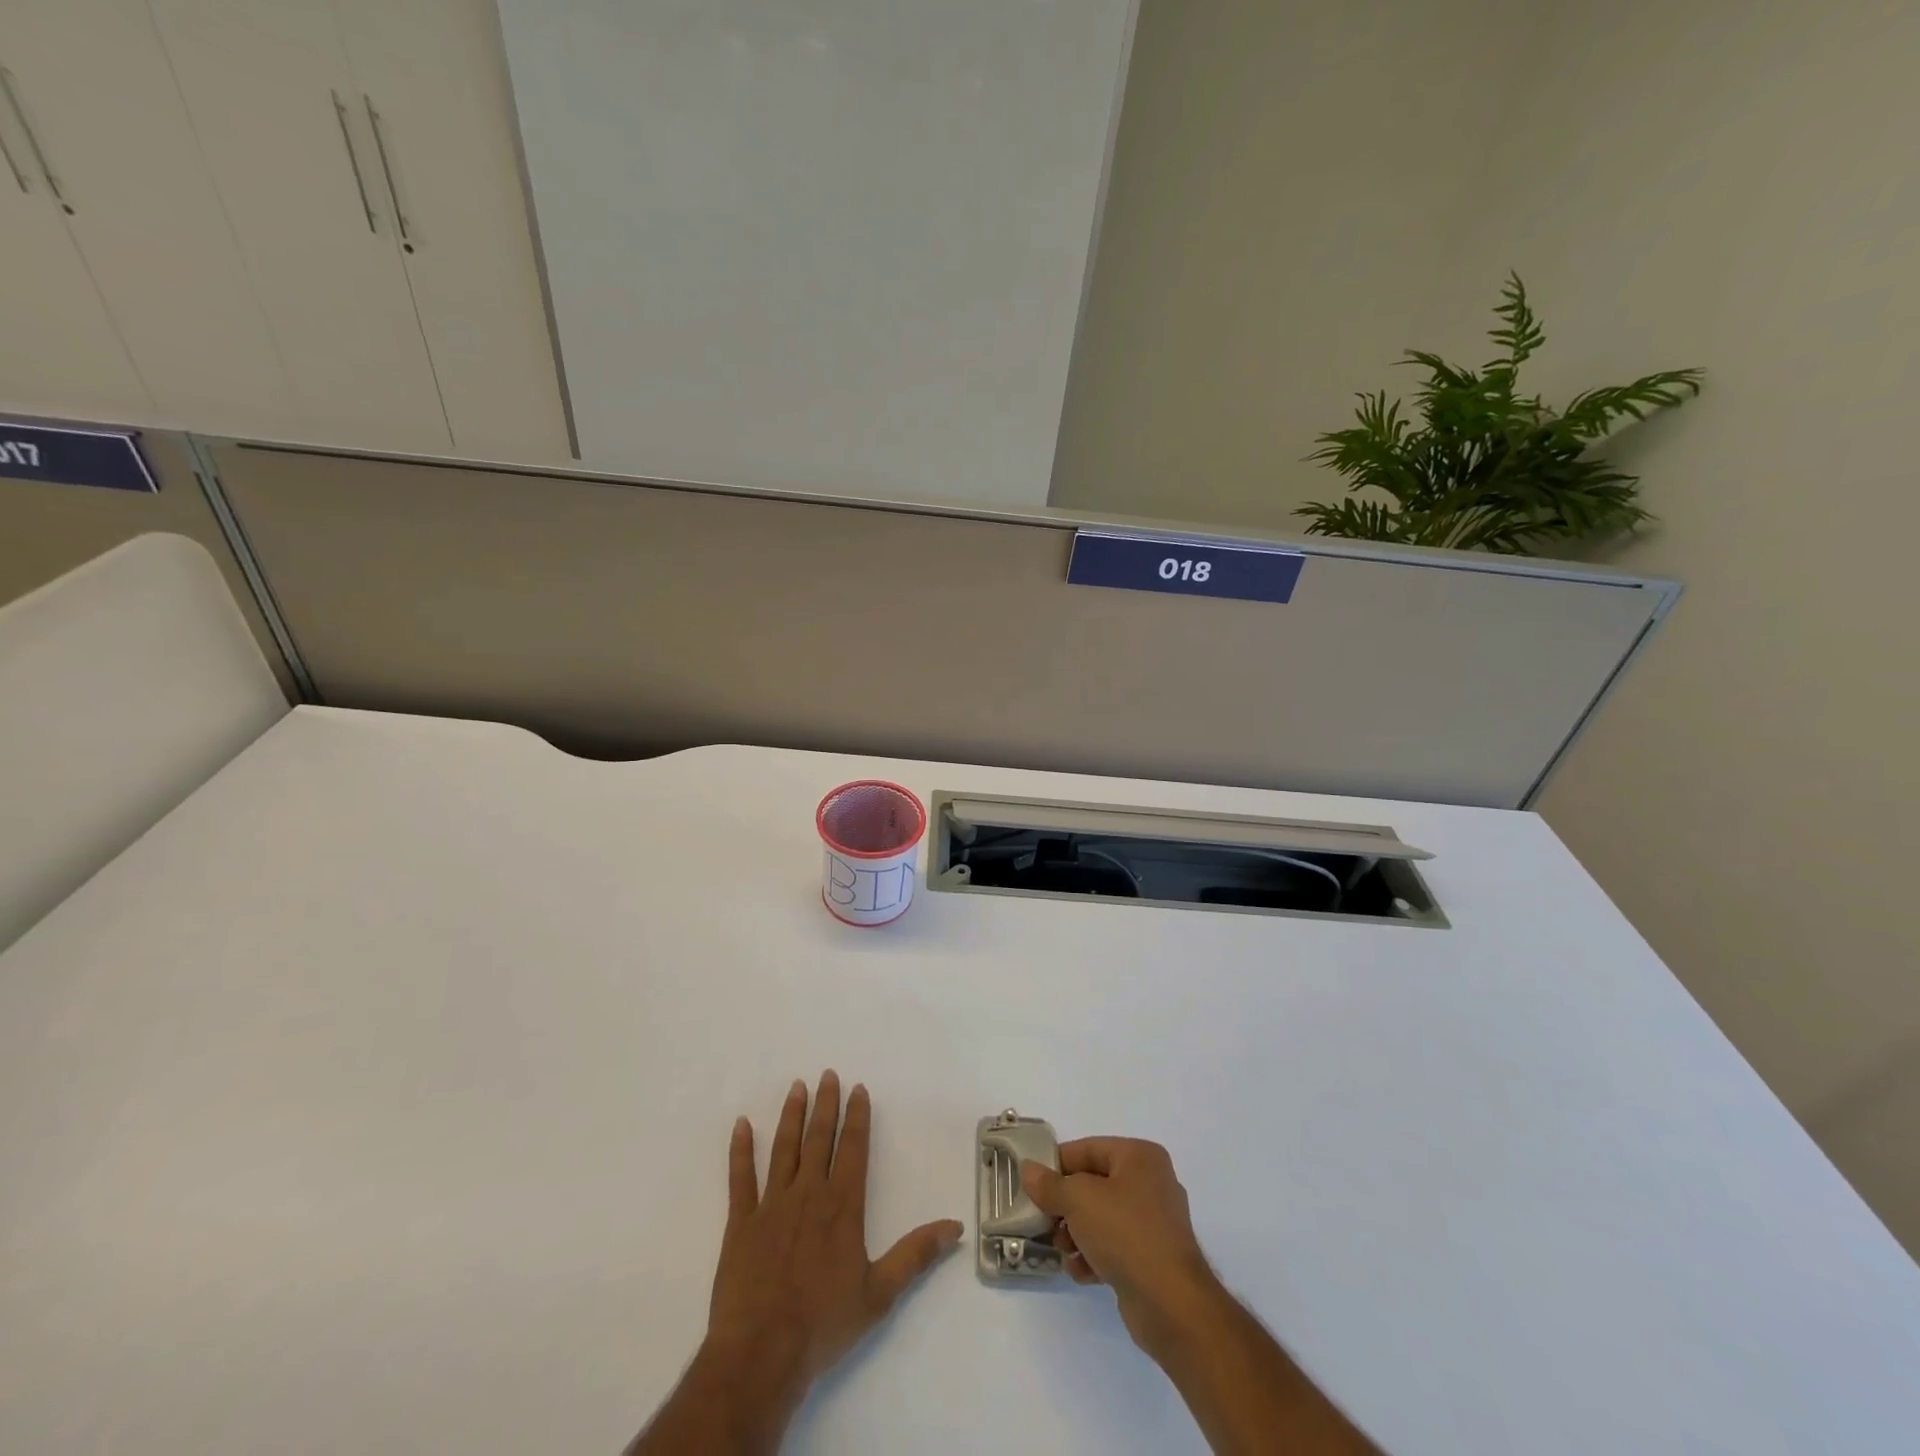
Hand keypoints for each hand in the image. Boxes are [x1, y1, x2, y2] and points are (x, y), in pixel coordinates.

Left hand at [704, 1071, 962, 1401]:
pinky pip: (740, 1178)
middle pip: (819, 1139)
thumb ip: (916, 1255)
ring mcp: (771, 1205)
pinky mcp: (741, 1223)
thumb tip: (955, 1227)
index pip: (853, 1149)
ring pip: (784, 1149)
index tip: (857, 1089)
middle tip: (827, 1074)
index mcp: (842, 1206)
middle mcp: (808, 1194)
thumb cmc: (824, 1324)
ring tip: (796, 1087)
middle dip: (825, 1105)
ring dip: (791, 1116)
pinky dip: (740, 1150)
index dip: (856, 1117)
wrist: (761, 1354)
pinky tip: (742, 1124)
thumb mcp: (880, 1293)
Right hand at [1021, 1138, 1221, 1353]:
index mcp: (1140, 1157)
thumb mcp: (1079, 1201)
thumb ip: (1049, 1185)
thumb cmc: (1126, 1234)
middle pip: (1093, 1185)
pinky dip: (1094, 1255)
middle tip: (1045, 1222)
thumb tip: (1028, 1169)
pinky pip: (1114, 1245)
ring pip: (1101, 1217)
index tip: (1031, 1184)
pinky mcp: (1153, 1257)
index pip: (1087, 1149)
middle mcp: (1151, 1183)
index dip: (1057, 1165)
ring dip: (1076, 1234)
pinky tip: (1081, 1272)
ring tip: (1062, 1251)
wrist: (1172, 1305)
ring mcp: (1154, 1223)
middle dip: (1066, 1206)